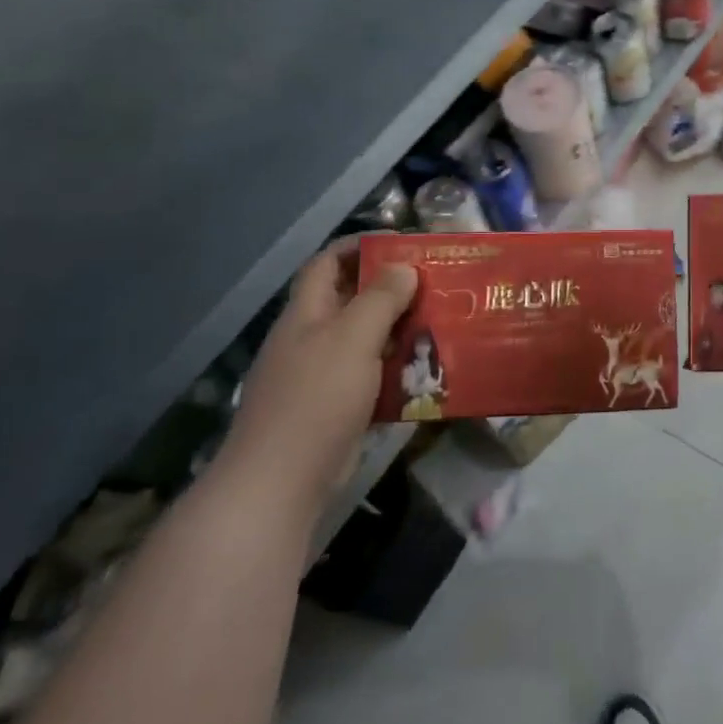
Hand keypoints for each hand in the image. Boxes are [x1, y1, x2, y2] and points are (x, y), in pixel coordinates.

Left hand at [217, 242, 418, 519]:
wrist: (281, 481)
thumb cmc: (316, 398)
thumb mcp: (353, 338)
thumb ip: (380, 299)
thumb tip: (403, 267)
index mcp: (306, 314)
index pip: (327, 263)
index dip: (359, 246)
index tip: (402, 242)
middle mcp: (310, 339)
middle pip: (351, 299)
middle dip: (391, 287)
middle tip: (435, 282)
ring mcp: (321, 375)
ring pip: (366, 338)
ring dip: (400, 328)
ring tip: (441, 320)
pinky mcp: (336, 407)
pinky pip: (372, 374)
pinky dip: (398, 367)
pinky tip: (427, 368)